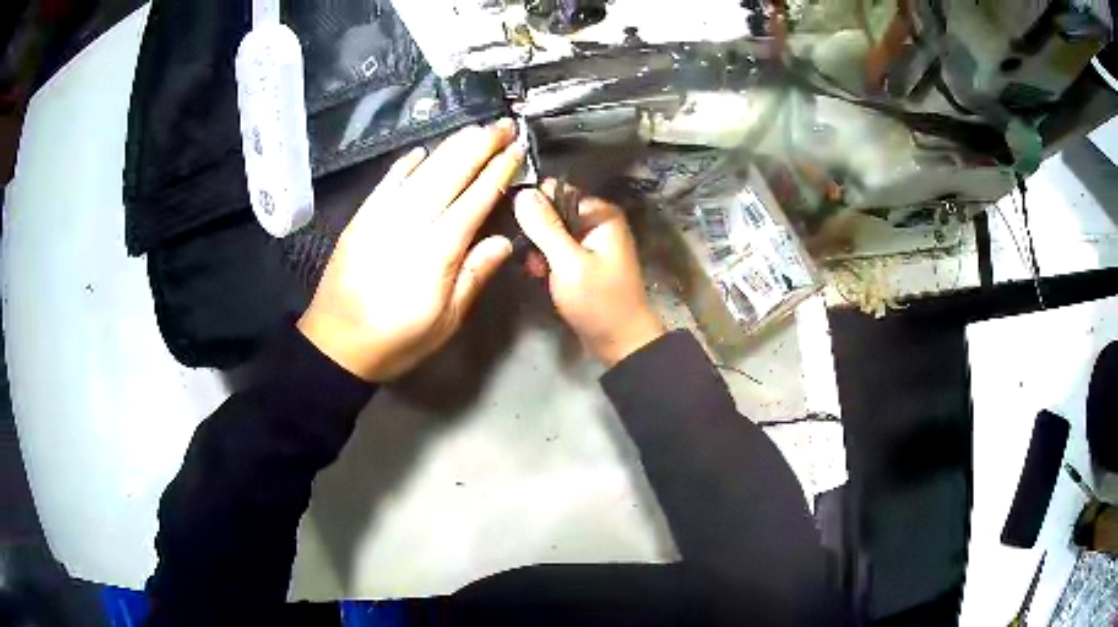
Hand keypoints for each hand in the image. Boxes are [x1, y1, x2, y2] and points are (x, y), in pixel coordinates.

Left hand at [298, 120, 523, 381]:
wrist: (335, 343)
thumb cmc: (396, 340)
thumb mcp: (446, 321)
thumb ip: (474, 276)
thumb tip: (505, 241)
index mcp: (438, 250)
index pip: (476, 198)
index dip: (499, 171)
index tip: (517, 149)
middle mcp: (411, 221)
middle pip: (451, 173)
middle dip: (480, 145)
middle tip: (503, 125)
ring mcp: (382, 215)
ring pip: (423, 170)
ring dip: (451, 146)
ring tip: (475, 129)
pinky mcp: (362, 217)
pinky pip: (388, 181)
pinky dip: (407, 163)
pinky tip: (423, 151)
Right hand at [514, 181, 664, 365]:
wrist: (620, 342)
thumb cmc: (598, 301)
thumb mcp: (568, 262)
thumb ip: (545, 227)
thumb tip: (523, 192)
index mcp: (601, 213)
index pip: (556, 192)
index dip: (532, 206)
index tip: (517, 227)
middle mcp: (597, 220)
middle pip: (552, 212)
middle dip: (535, 233)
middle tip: (530, 258)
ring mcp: (591, 241)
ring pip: (551, 233)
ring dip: (538, 250)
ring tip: (536, 270)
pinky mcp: (583, 259)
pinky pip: (557, 250)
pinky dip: (546, 260)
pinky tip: (540, 275)